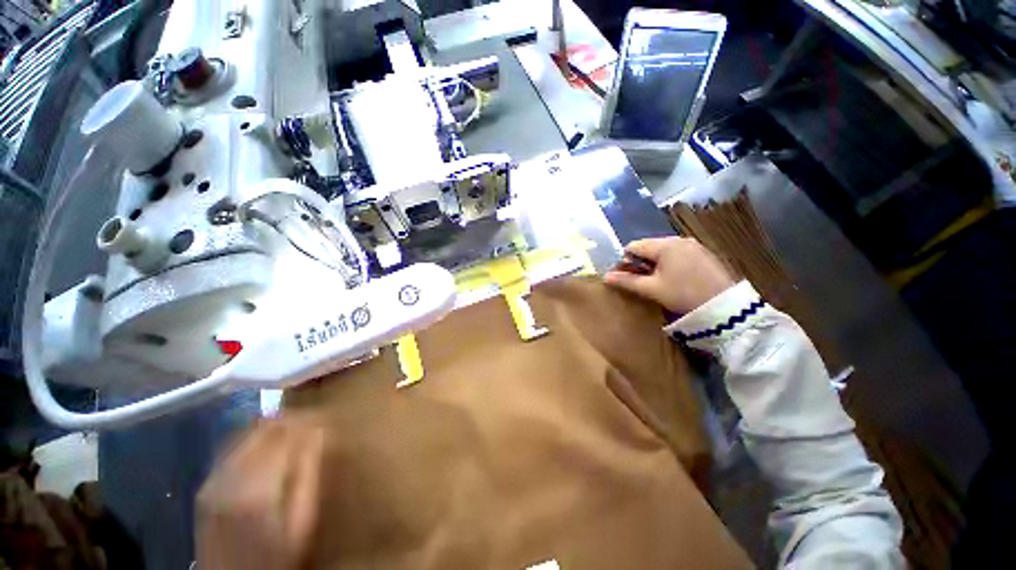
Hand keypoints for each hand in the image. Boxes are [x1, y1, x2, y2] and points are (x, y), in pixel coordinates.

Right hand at [604, 237, 735, 313]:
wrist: (725, 307)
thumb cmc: (683, 295)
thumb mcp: (652, 289)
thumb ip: (627, 281)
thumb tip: (605, 276)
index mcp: (664, 245)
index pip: (633, 246)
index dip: (624, 261)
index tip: (626, 277)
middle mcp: (678, 239)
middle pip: (648, 247)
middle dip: (639, 262)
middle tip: (641, 281)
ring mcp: (693, 245)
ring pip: (662, 250)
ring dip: (654, 264)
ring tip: (657, 282)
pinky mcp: (703, 253)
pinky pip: (677, 254)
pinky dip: (669, 264)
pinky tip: (674, 279)